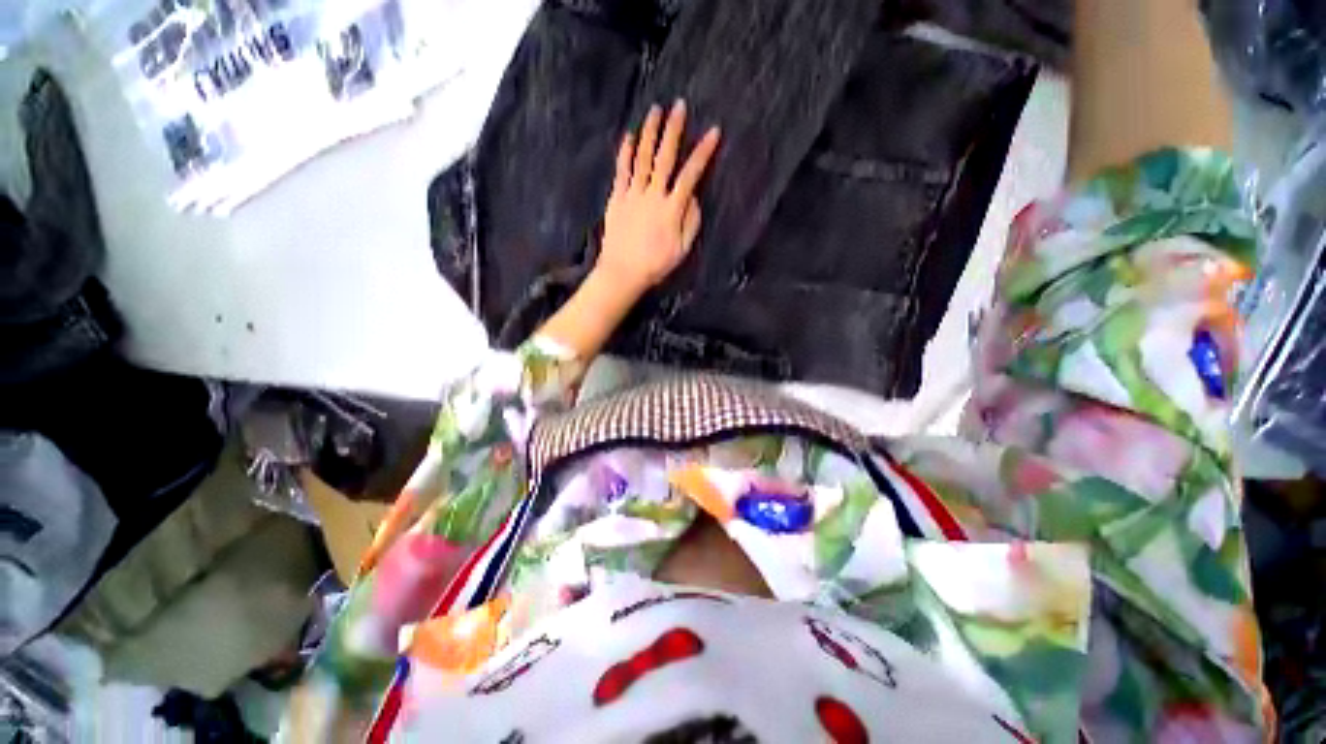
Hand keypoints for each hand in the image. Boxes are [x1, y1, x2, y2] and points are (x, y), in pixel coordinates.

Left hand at [595, 100, 720, 297]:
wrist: (623, 272)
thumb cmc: (655, 265)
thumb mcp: (682, 250)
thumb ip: (691, 222)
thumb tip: (694, 198)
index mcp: (672, 209)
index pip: (691, 174)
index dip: (703, 152)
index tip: (713, 132)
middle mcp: (653, 195)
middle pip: (665, 157)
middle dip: (674, 130)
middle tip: (679, 106)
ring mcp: (633, 195)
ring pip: (642, 158)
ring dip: (649, 133)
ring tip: (655, 111)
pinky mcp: (617, 199)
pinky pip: (622, 171)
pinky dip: (625, 153)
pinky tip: (628, 136)